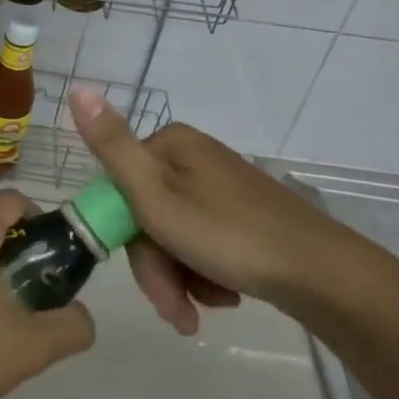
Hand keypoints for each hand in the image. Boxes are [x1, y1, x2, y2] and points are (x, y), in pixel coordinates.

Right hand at [68, 89, 372, 333]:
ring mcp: (221, 186)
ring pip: (174, 235)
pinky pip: (203, 243)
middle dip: (158, 269)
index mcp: (171, 145)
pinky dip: (206, 273)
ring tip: (205, 308)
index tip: (148, 280)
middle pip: (149, 215)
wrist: (321, 274)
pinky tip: (225, 293)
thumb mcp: (156, 194)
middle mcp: (194, 157)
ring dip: (181, 277)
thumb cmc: (229, 234)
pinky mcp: (243, 214)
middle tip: (178, 311)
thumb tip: (77, 87)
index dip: (125, 239)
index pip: (120, 190)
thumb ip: (112, 146)